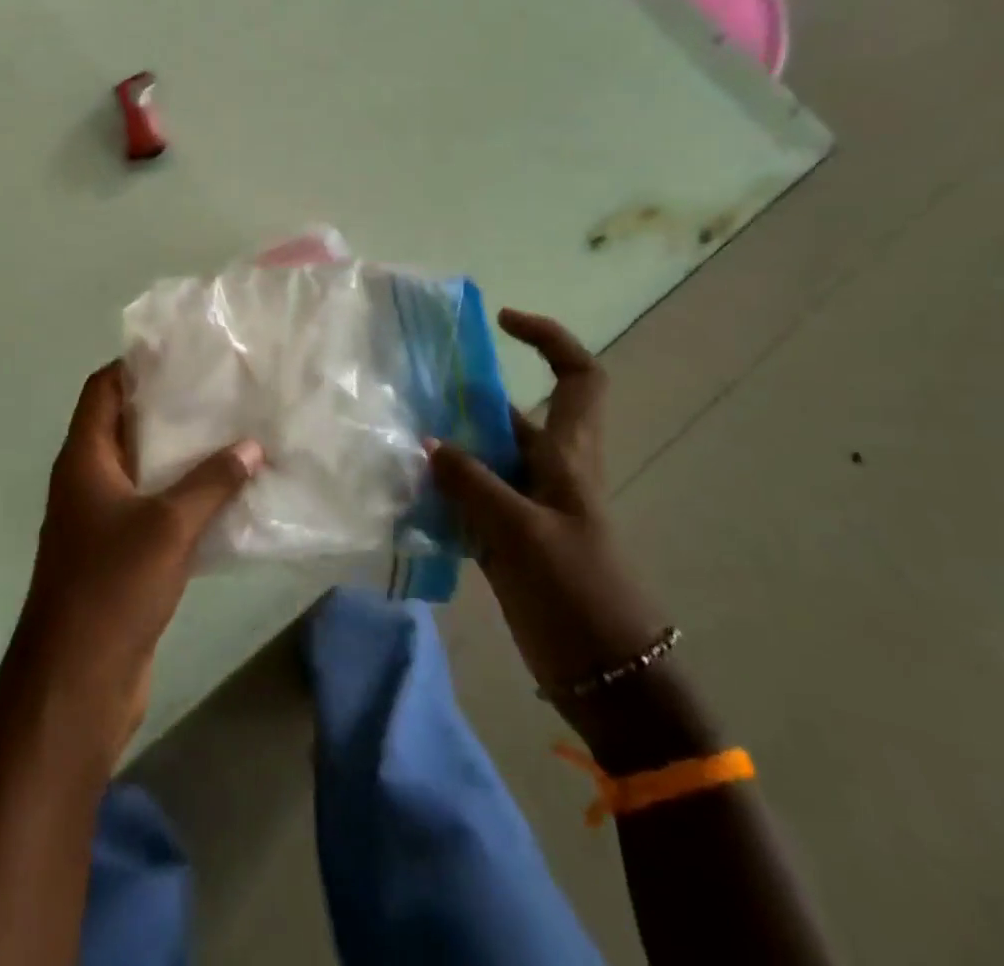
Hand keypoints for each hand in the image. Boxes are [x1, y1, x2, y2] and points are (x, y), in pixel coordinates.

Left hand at [15, 361, 261, 759]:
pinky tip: (225, 496)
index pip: (102, 390)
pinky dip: (183, 498)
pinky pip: (153, 510)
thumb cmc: (113, 586)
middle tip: (219, 391)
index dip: (134, 366)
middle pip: (125, 426)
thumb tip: (252, 445)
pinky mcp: (119, 556)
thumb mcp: (168, 526)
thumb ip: (212, 483)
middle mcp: (87, 482)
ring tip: (231, 434)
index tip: (181, 353)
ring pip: (142, 471)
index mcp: (84, 460)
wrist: (77, 682)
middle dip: (168, 408)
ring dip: (180, 456)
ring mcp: (101, 521)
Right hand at [428, 310, 665, 696]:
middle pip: (510, 413)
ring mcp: (526, 505)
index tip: (501, 322)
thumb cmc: (580, 594)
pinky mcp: (507, 538)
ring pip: (483, 456)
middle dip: (465, 395)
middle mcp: (548, 470)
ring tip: (394, 435)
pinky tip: (403, 492)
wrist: (609, 680)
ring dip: (446, 445)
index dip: (548, 339)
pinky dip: (440, 489)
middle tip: (410, 386)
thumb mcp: (523, 533)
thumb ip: (472, 483)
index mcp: (570, 455)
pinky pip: (468, 497)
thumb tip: (427, 442)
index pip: (578, 376)